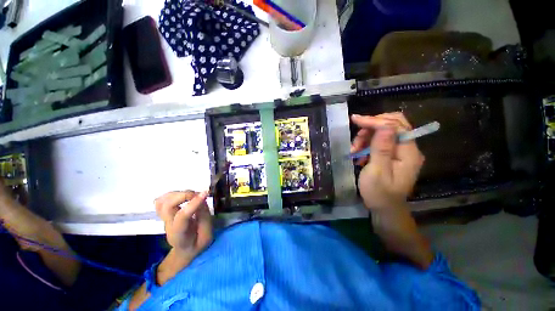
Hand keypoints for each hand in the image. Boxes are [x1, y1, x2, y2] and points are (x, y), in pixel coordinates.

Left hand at [155, 190, 212, 258]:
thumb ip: (204, 218)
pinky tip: (183, 196)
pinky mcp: (165, 214)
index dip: (193, 203)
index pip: (182, 217)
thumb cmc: (197, 243)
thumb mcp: (207, 236)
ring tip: (193, 195)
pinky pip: (161, 200)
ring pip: (163, 201)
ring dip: (179, 193)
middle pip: (167, 206)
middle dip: (185, 195)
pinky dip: (172, 194)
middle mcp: (168, 225)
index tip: (205, 193)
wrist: (185, 249)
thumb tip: (202, 200)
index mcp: (179, 234)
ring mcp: (164, 219)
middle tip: (200, 195)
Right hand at [351, 113, 424, 210]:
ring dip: (366, 137)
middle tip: (356, 139)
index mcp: (408, 153)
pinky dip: (367, 144)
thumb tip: (385, 126)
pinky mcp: (393, 155)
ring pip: (384, 132)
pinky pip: (380, 142)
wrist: (385, 209)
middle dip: (371, 127)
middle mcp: (408, 149)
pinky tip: (359, 154)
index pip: (395, 126)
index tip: (355, 120)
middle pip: (392, 125)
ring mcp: (401, 152)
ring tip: (354, 150)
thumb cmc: (379, 193)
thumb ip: (382, 149)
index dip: (375, 121)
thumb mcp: (377, 171)